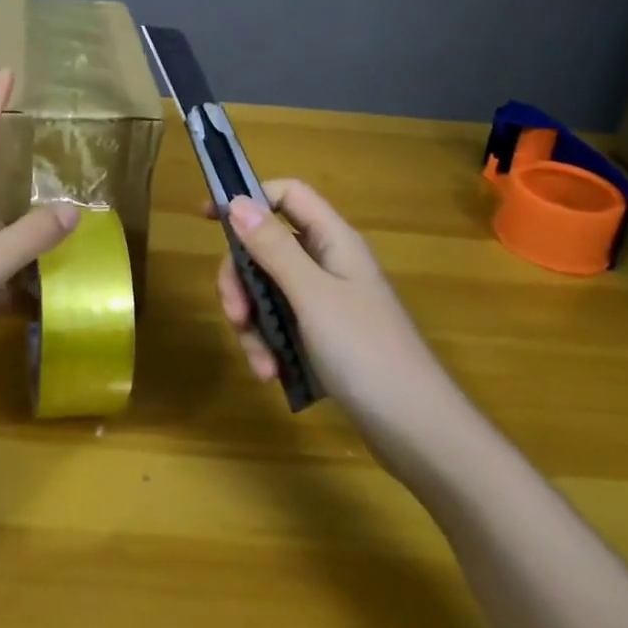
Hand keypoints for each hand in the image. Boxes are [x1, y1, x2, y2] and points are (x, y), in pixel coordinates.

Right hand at [212, 182, 450, 428]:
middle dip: (242, 280)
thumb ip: (273, 247)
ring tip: (260, 361)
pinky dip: (269, 345)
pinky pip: (282, 325)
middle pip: (267, 248)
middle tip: (235, 314)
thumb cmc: (366, 351)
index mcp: (333, 242)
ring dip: (253, 323)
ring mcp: (326, 303)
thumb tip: (237, 202)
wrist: (418, 431)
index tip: (208, 219)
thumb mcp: (312, 295)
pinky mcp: (323, 337)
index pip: (288, 196)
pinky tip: (270, 373)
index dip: (250, 199)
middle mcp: (329, 264)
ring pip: (269, 291)